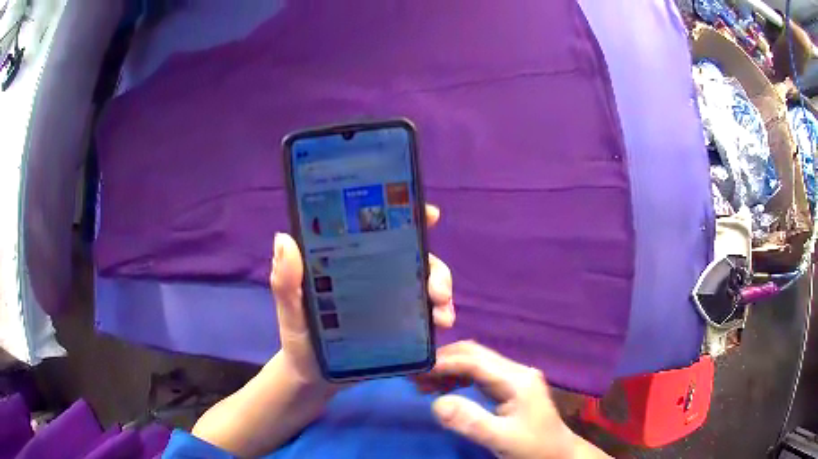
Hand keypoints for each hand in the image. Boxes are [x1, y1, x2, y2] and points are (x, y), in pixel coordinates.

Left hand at [271, 204, 454, 392]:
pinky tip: (441, 324)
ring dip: (442, 291)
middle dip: (434, 267)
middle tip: (438, 290)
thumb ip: (285, 282)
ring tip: (442, 315)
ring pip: (424, 283)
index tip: (429, 215)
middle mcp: (373, 274)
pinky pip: (425, 312)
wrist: (314, 379)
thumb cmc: (299, 339)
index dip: (405, 216)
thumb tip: (284, 238)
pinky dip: (439, 313)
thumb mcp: (289, 311)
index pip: (377, 230)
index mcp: (348, 262)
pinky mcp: (400, 324)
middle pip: (412, 257)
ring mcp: (389, 299)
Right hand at [417, 341, 609, 458]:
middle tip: (415, 375)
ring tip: (423, 383)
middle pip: (475, 355)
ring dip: (449, 368)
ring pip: (476, 362)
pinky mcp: (511, 387)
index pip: (474, 361)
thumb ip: (471, 421)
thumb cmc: (532, 447)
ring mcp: (514, 377)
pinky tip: (444, 388)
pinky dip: (458, 378)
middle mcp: (516, 371)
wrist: (558, 454)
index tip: (416, 371)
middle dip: (443, 361)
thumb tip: (436, 404)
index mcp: (517, 379)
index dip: (444, 363)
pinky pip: (480, 374)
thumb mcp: (502, 439)